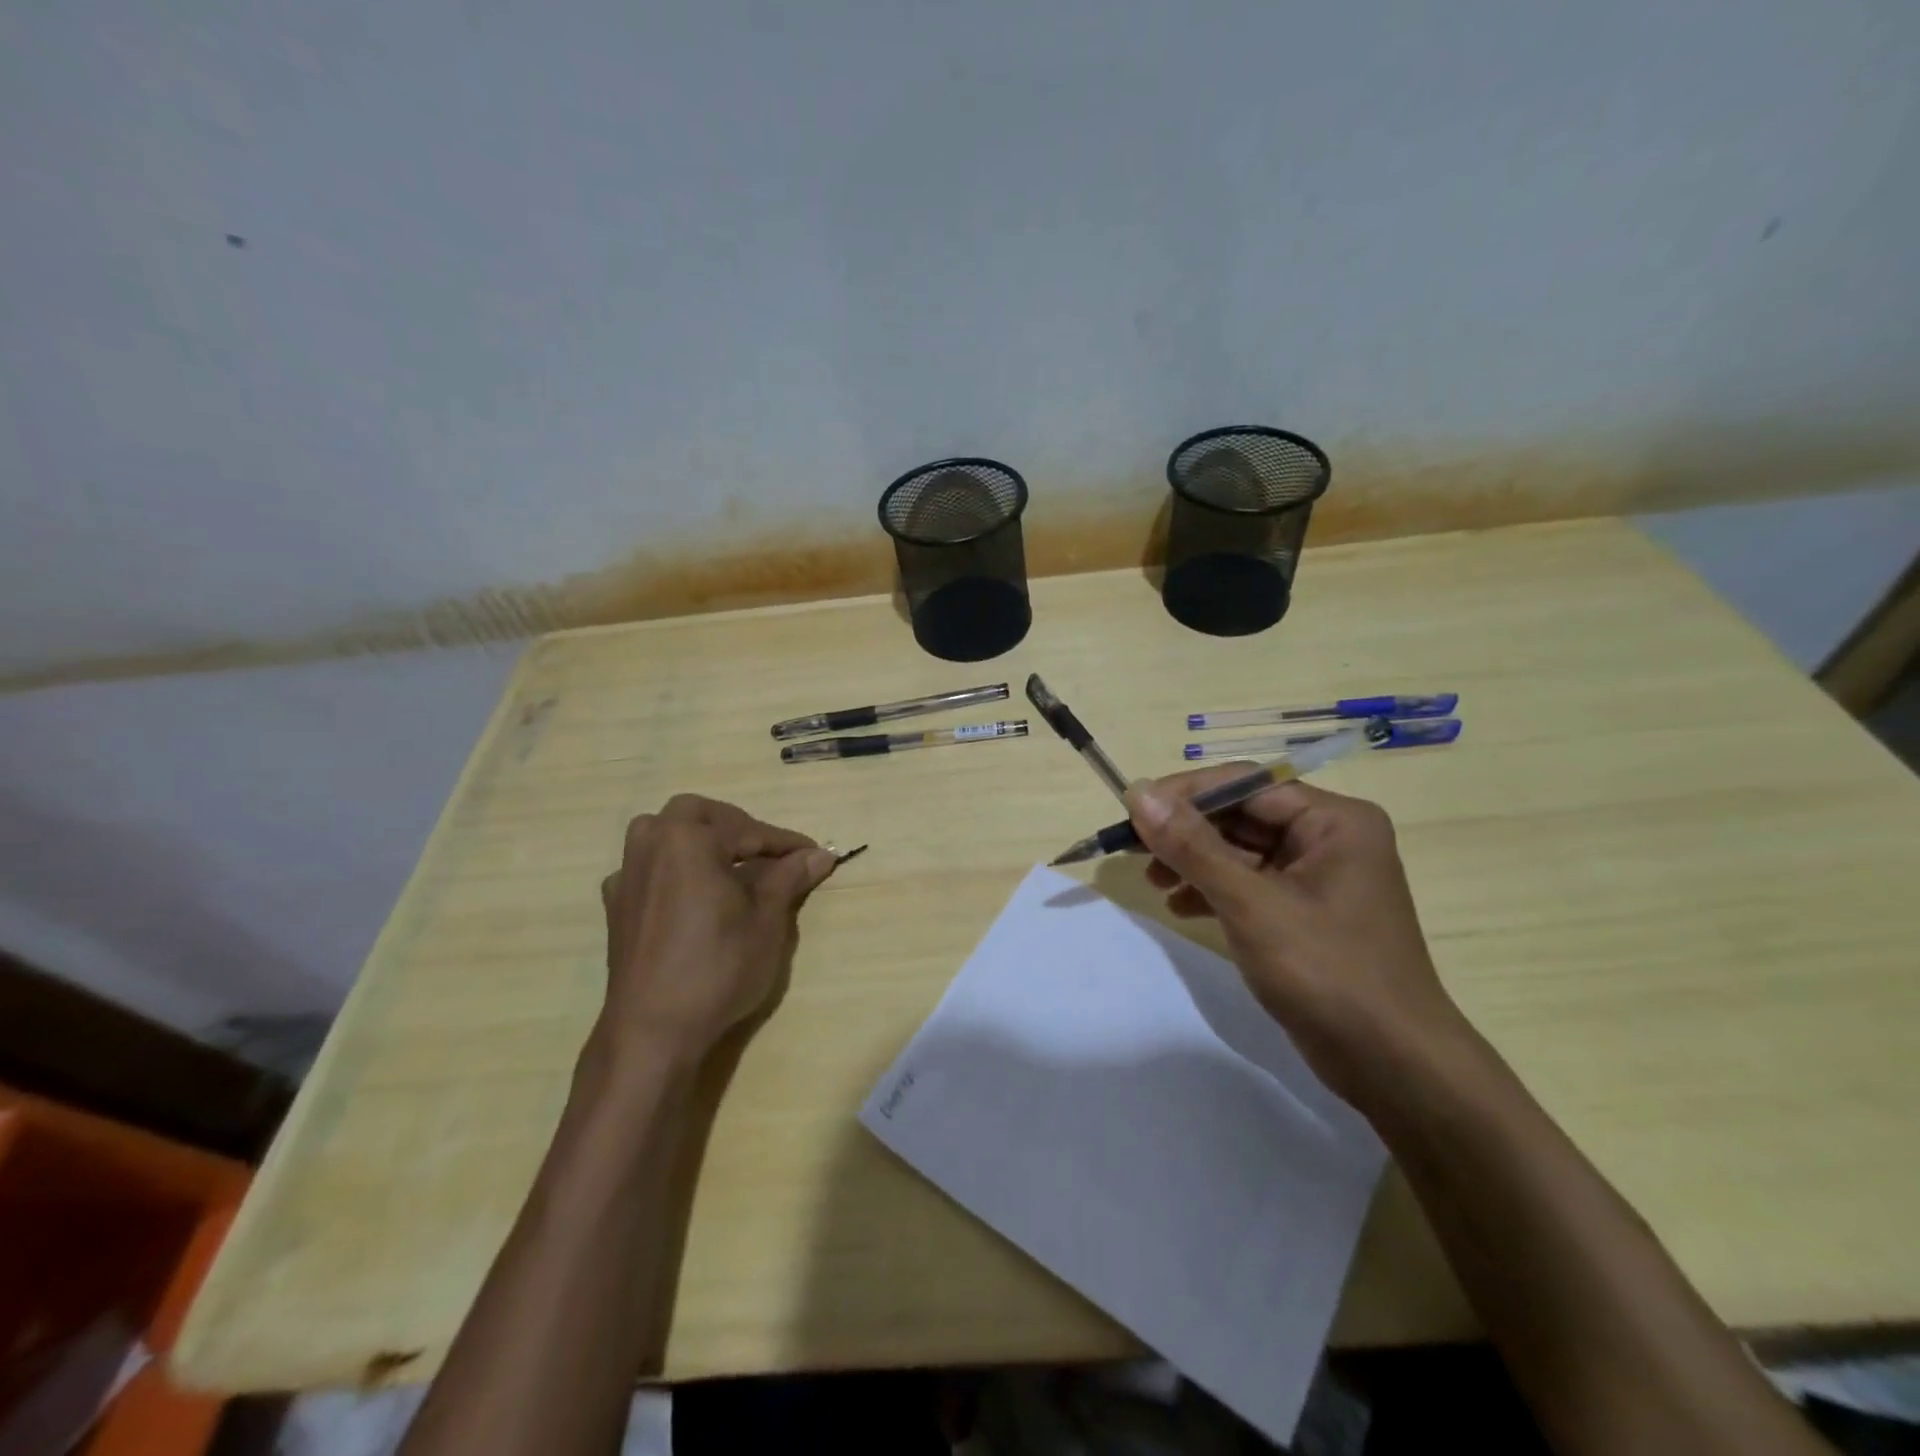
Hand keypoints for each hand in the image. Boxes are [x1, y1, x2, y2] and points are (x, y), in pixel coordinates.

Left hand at [597, 794, 837, 1065]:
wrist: (653, 1030)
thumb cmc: (718, 966)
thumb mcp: (767, 919)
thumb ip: (789, 877)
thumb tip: (820, 854)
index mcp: (686, 838)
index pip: (747, 829)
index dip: (784, 842)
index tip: (813, 854)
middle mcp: (650, 845)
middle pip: (696, 816)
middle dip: (736, 828)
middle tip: (768, 854)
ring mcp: (627, 876)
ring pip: (666, 837)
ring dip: (700, 842)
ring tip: (730, 866)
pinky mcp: (617, 907)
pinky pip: (649, 869)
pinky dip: (675, 869)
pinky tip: (693, 895)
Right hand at [1124, 769, 1474, 1108]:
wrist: (1392, 1065)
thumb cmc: (1327, 971)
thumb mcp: (1250, 903)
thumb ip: (1192, 846)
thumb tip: (1139, 792)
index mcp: (1334, 820)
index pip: (1245, 784)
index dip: (1185, 793)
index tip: (1132, 811)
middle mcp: (1329, 838)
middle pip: (1242, 816)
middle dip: (1187, 834)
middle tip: (1135, 852)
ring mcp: (1319, 878)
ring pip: (1241, 852)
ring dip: (1194, 863)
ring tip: (1153, 884)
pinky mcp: (1307, 913)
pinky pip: (1251, 884)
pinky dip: (1214, 891)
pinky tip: (1181, 907)